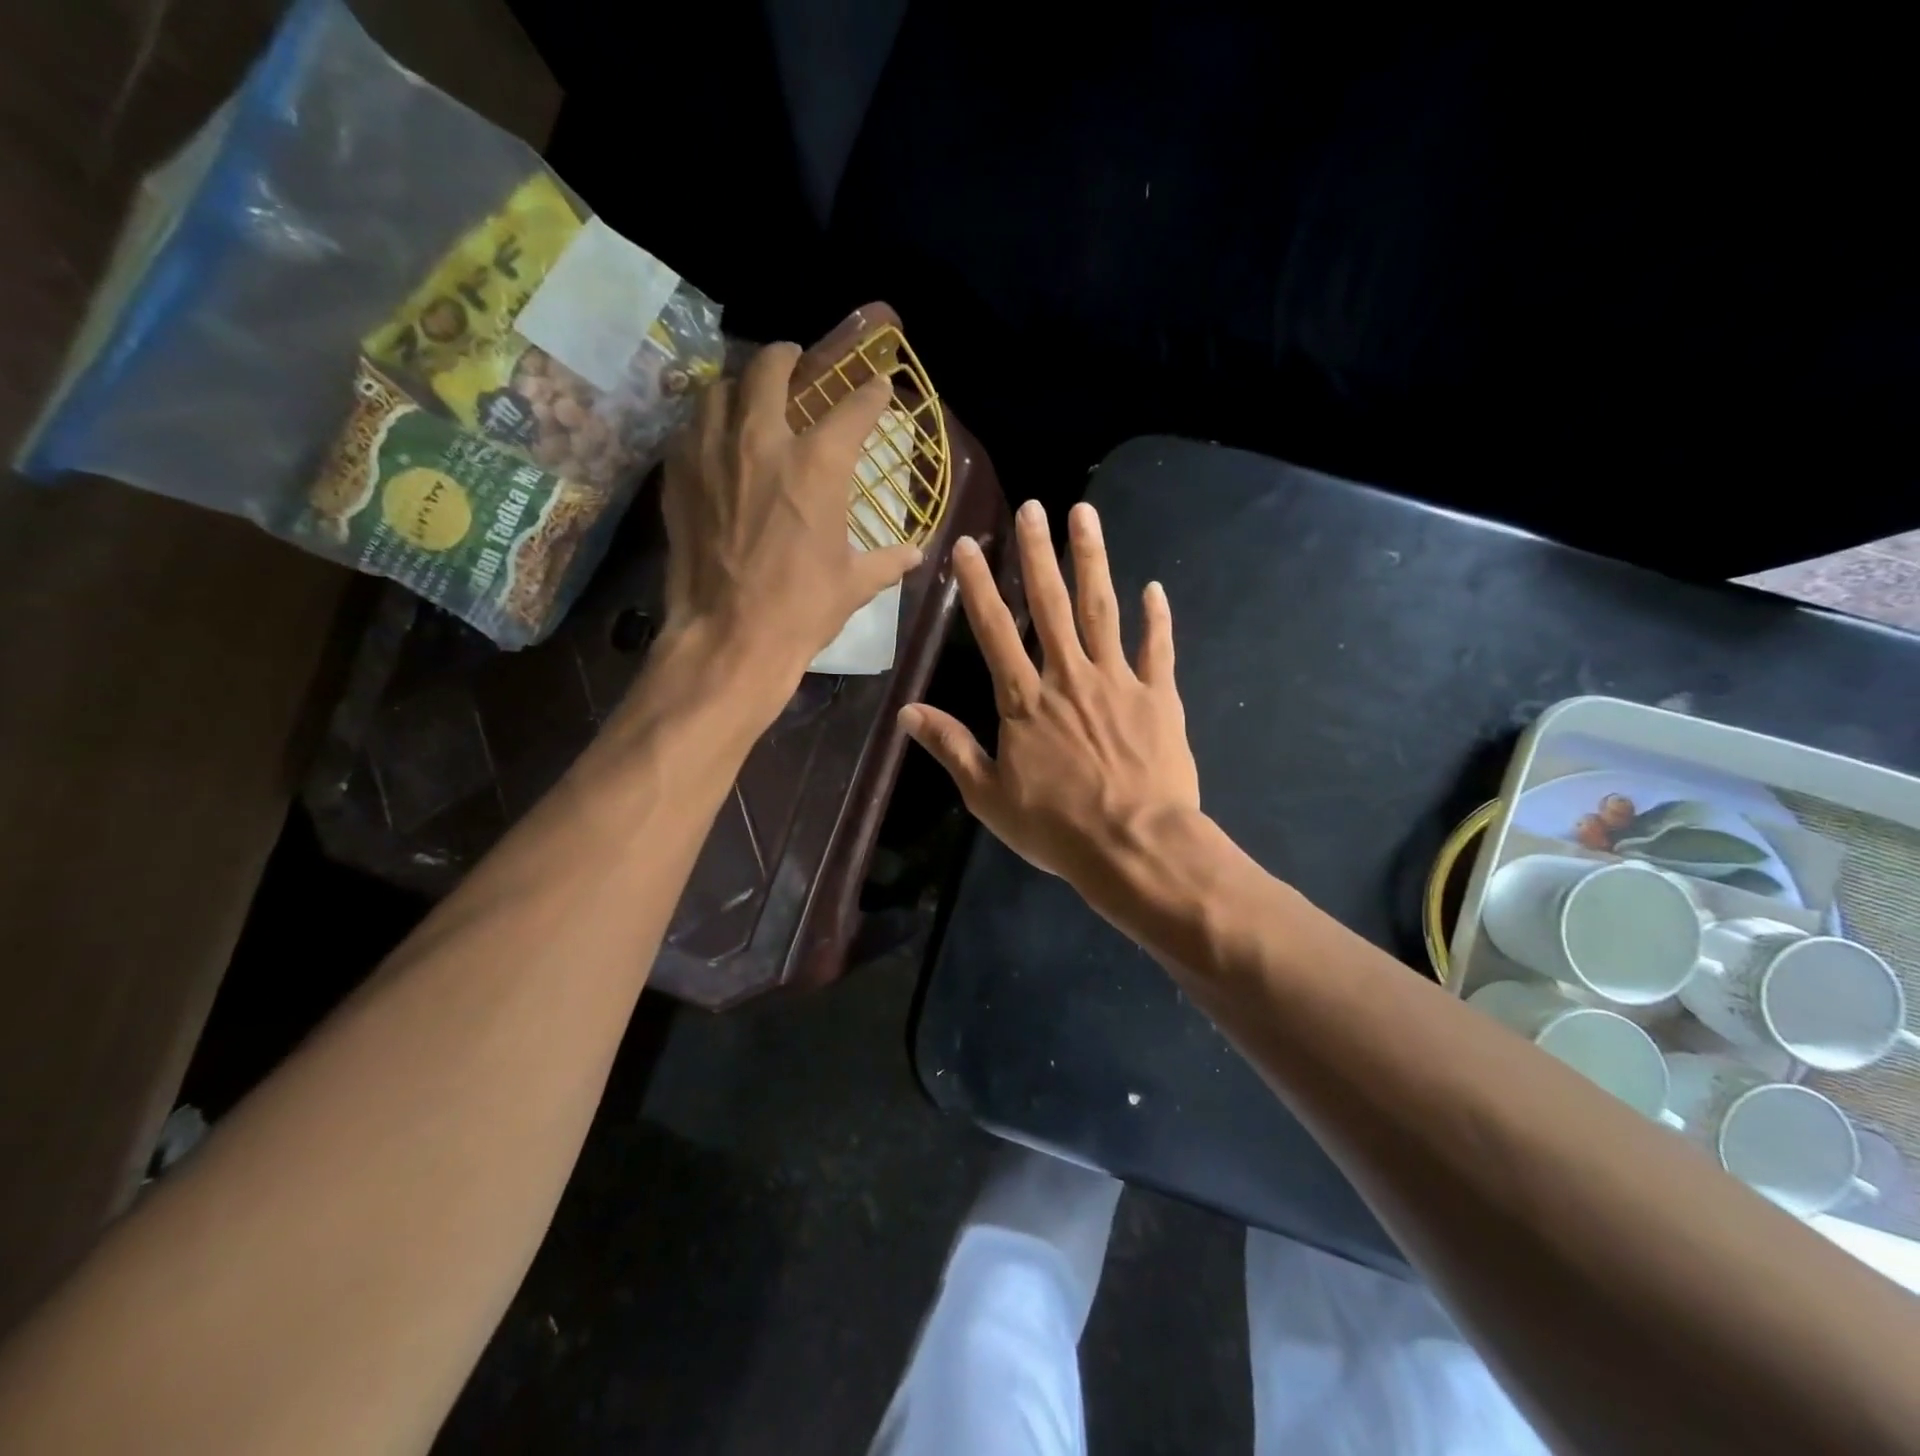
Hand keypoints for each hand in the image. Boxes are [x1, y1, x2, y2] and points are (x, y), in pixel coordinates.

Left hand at [660, 340, 921, 692]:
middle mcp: (762, 441)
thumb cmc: (802, 609)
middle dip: (788, 357)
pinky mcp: (678, 476)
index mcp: (818, 464)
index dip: (871, 393)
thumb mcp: (854, 584)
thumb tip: (914, 555)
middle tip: (795, 362)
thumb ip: (886, 561)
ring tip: (749, 397)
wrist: (729, 637)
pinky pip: (690, 428)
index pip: (853, 408)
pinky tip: (716, 441)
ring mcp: (712, 453)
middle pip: (771, 369)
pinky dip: (708, 424)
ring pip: (720, 388)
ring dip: (740, 385)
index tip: (878, 385)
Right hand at [900, 500, 1199, 891]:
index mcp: (1024, 700)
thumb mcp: (989, 796)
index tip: (967, 545)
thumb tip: (906, 712)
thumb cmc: (1057, 827)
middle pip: (1050, 604)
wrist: (1137, 846)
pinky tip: (1155, 588)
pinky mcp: (1159, 697)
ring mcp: (1118, 682)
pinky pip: (1158, 649)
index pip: (994, 631)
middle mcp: (1069, 676)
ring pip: (1102, 610)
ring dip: (1093, 560)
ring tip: (1085, 515)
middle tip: (1033, 505)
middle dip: (1038, 552)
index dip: (978, 586)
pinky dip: (1157, 618)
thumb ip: (951, 747)